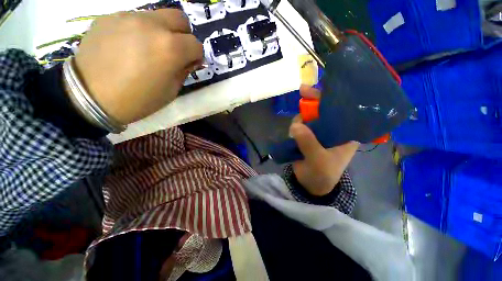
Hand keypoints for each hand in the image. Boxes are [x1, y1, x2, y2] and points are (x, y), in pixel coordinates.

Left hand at [73, 9, 202, 124]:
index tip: (190, 64)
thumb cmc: (138, 100)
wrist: (90, 97)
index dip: (196, 56)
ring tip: (148, 49)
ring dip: (161, 32)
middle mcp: (152, 25)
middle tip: (175, 50)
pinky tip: (129, 46)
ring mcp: (128, 17)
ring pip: (157, 16)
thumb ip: (184, 71)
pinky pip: (134, 19)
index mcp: (171, 49)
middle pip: (180, 18)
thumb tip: (190, 60)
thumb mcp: (171, 91)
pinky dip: (139, 30)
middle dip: (183, 35)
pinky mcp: (110, 17)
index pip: (196, 44)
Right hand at [290, 85, 358, 195]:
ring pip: (308, 117)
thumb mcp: (318, 161)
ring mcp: (318, 133)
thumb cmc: (322, 175)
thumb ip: (309, 143)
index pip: (341, 110)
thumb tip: (295, 126)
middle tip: (302, 92)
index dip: (331, 98)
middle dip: (313, 102)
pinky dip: (294, 127)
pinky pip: (299, 126)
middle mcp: (333, 130)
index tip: (321, 88)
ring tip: (295, 134)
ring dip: (300, 120)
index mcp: (345, 134)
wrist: (310, 185)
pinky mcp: (306, 137)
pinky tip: (292, 135)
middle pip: (323, 110)